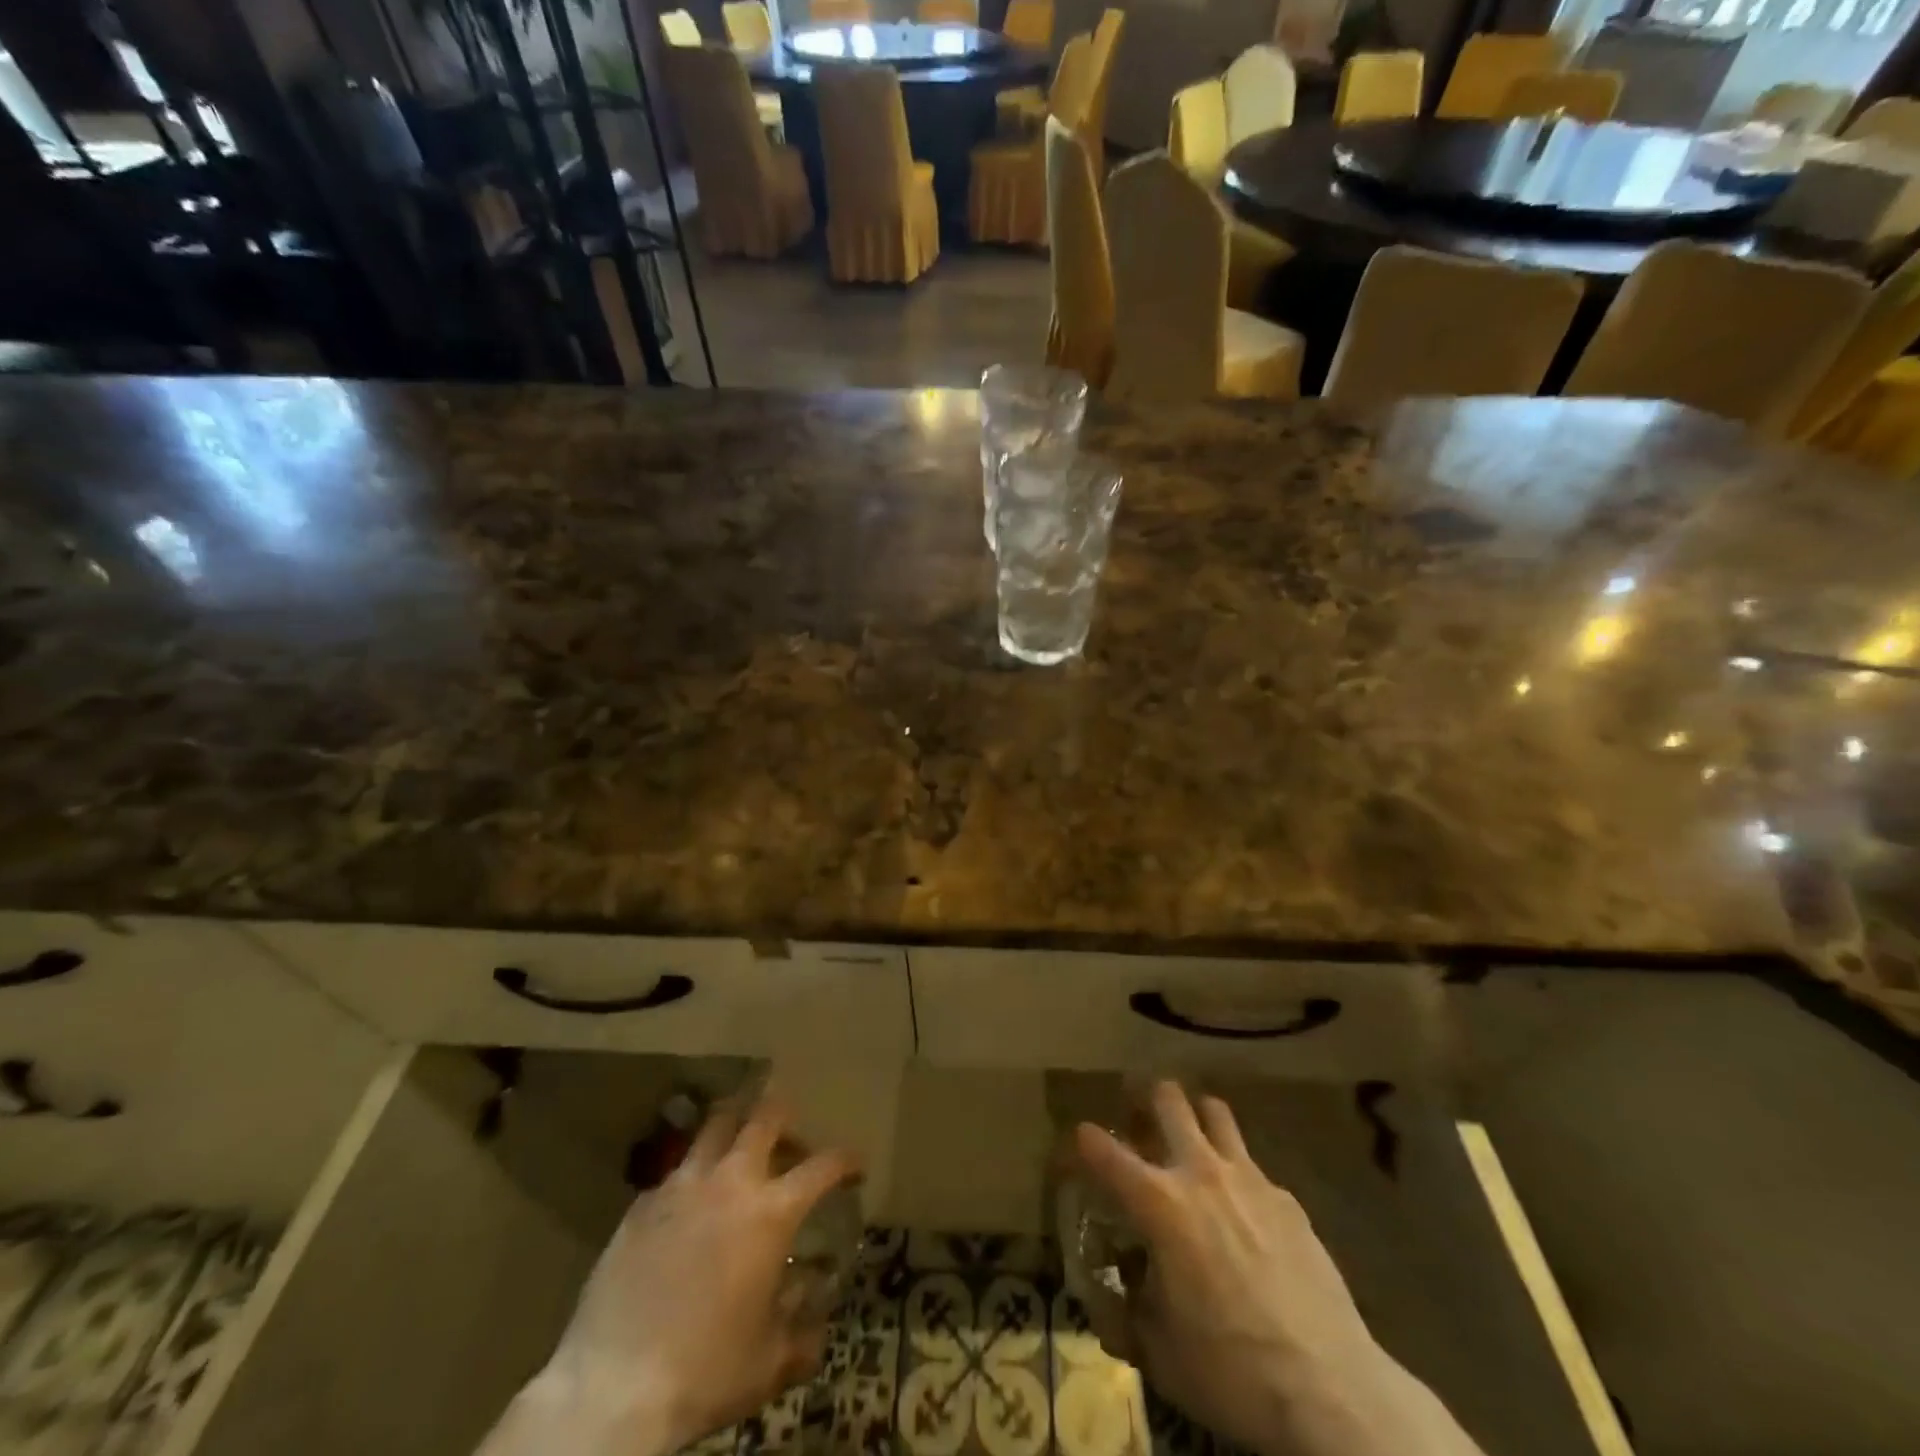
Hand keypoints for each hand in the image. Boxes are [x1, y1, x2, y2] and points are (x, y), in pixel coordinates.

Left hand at [488, 1097, 859, 1455]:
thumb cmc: (705, 1372)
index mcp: (771, 1213)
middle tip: (791, 1125)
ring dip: (735, 1124)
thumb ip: (801, 1336)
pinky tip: (690, 1200)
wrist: (612, 1388)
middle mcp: (731, 1182)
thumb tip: (818, 1323)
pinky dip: (693, 1172)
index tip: (856, 1165)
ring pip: (715, 1126)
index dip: (846, 1160)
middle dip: (784, 1112)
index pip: (823, 1166)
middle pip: (764, 1118)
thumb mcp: (768, 1364)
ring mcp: (682, 1186)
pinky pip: (676, 1170)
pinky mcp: (642, 1204)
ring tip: (740, 1138)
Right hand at [1073, 1082, 1482, 1455]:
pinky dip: (1237, 1174)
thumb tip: (1112, 1301)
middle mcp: (1200, 1174)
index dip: (1081, 1141)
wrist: (1330, 1390)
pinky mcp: (1287, 1199)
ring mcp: (1249, 1179)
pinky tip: (1243, 1211)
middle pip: (1168, 1099)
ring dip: (1195, 1117)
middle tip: (1138, 1114)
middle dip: (1145, 1097)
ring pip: (1215, 1112)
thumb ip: (1126, 1315)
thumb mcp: (1159, 1354)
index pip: (1102, 1150)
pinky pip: (1253, 1165)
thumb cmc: (1230, 1370)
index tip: (1076, 1144)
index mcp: (1159, 1204)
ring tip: (1190, 1139)